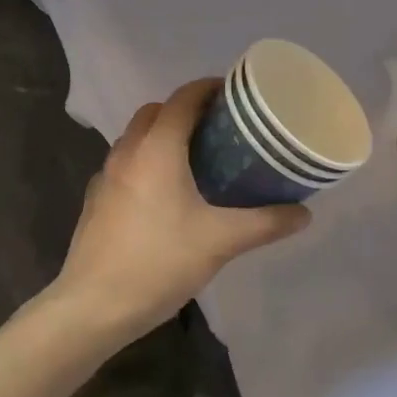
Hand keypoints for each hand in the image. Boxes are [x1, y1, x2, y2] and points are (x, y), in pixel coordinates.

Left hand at [57, 79, 310, 335]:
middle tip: (219, 129)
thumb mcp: (221, 241)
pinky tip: (164, 197)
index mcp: (157, 148)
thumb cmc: (160, 262)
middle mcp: (127, 152)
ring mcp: (106, 177)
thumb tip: (304, 213)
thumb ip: (265, 223)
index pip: (183, 98)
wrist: (93, 307)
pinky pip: (125, 165)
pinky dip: (146, 162)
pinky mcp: (96, 201)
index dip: (209, 88)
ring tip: (195, 160)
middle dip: (185, 110)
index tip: (235, 94)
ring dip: (162, 136)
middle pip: (155, 112)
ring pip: (136, 138)